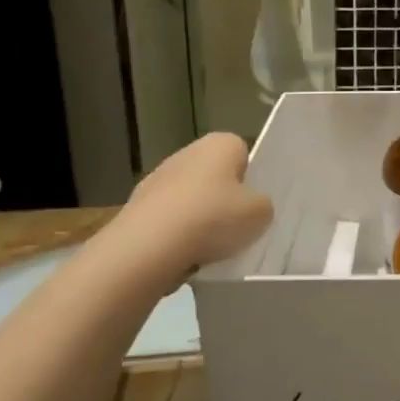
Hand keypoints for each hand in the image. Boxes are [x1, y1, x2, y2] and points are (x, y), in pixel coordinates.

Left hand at [116, 133, 272, 268]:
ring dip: (199, 219)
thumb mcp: (260, 214)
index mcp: (220, 143)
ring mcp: (157, 179)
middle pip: (215, 176)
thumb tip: (252, 208)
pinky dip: (176, 236)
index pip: (244, 153)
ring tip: (210, 249)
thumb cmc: (213, 218)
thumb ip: (263, 206)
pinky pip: (168, 220)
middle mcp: (187, 152)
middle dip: (224, 199)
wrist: (148, 247)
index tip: (253, 204)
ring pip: (190, 199)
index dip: (252, 178)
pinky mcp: (136, 207)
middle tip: (237, 227)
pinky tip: (184, 256)